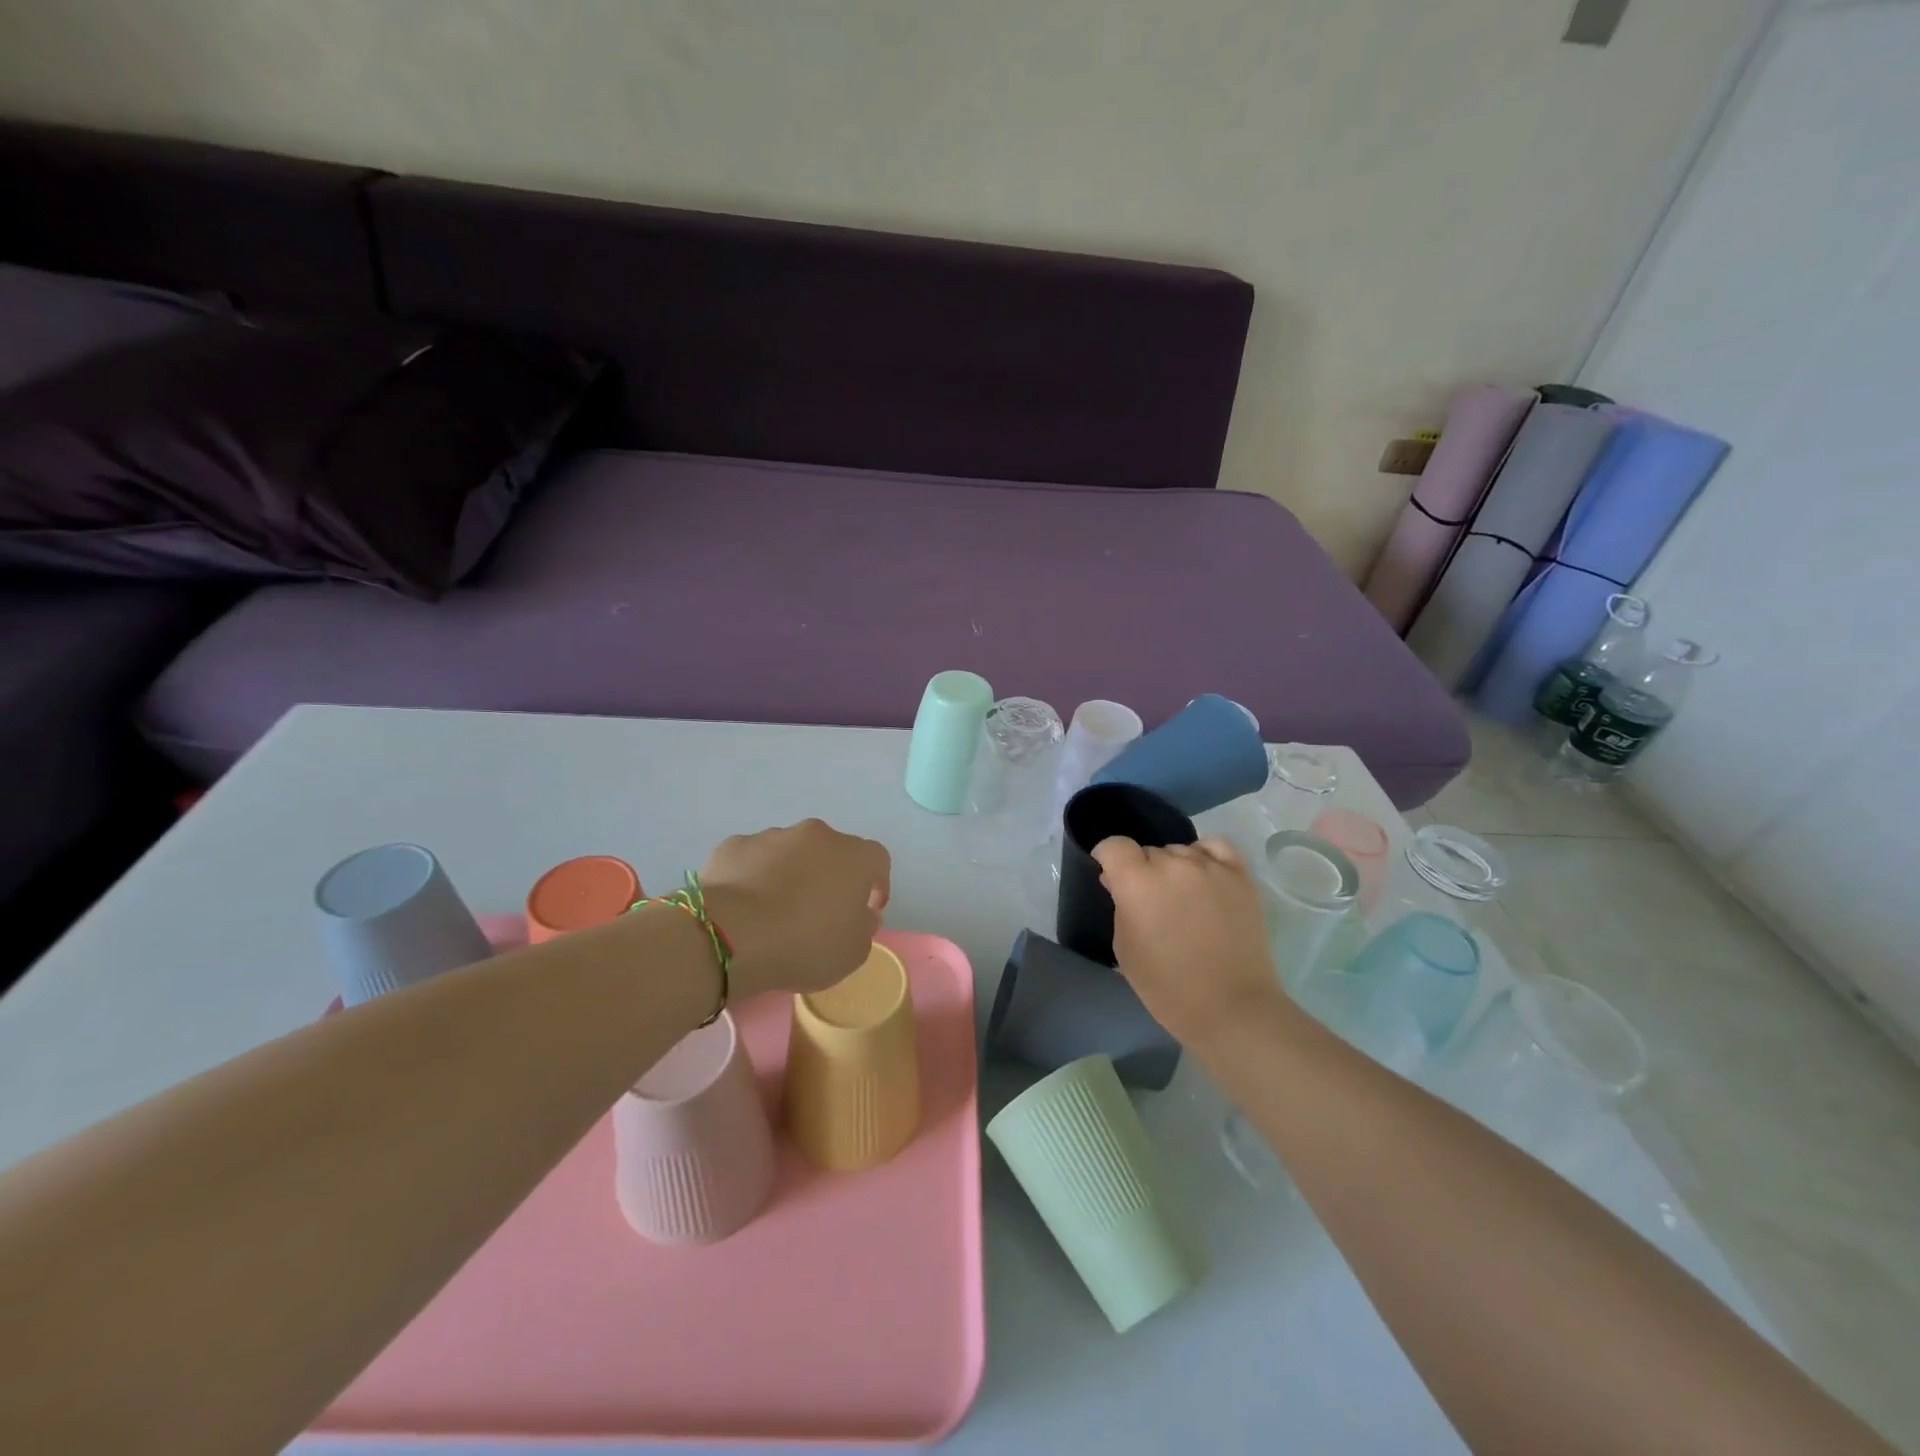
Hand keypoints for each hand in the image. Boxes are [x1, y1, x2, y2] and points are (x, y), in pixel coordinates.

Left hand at [699, 819, 891, 1000]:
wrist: (732, 935)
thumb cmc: (805, 944)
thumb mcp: (853, 952)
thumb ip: (864, 927)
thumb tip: (860, 914)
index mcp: (854, 856)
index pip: (877, 861)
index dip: (874, 885)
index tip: (865, 911)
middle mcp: (817, 835)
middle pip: (831, 851)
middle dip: (828, 876)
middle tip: (818, 911)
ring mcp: (772, 836)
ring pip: (789, 853)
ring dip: (789, 874)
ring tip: (773, 911)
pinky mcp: (734, 846)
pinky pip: (752, 860)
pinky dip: (752, 876)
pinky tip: (743, 906)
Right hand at [1092, 835, 1289, 1047]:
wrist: (1231, 1008)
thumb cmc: (1168, 987)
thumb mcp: (1125, 949)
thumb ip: (1119, 906)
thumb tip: (1118, 881)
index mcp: (1138, 883)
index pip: (1114, 846)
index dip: (1108, 859)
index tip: (1111, 878)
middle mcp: (1173, 865)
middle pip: (1148, 851)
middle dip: (1143, 871)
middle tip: (1151, 902)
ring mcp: (1210, 867)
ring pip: (1180, 851)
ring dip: (1173, 868)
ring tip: (1182, 897)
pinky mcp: (1240, 876)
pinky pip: (1215, 847)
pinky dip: (1204, 855)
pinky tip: (1203, 876)